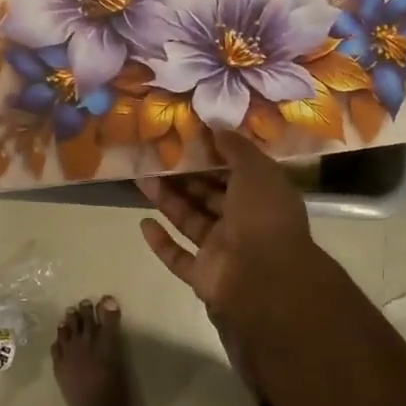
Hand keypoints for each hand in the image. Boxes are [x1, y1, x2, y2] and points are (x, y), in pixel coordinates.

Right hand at [138, 133, 329, 350]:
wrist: (264, 280)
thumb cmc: (264, 217)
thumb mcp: (256, 170)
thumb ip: (236, 148)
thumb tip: (216, 126)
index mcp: (262, 197)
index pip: (235, 172)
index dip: (212, 156)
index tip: (187, 138)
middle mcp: (244, 223)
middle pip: (208, 196)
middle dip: (183, 177)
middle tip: (155, 157)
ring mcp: (222, 251)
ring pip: (190, 221)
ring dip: (167, 201)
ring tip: (141, 179)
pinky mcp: (202, 276)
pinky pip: (178, 257)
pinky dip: (161, 243)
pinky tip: (143, 224)